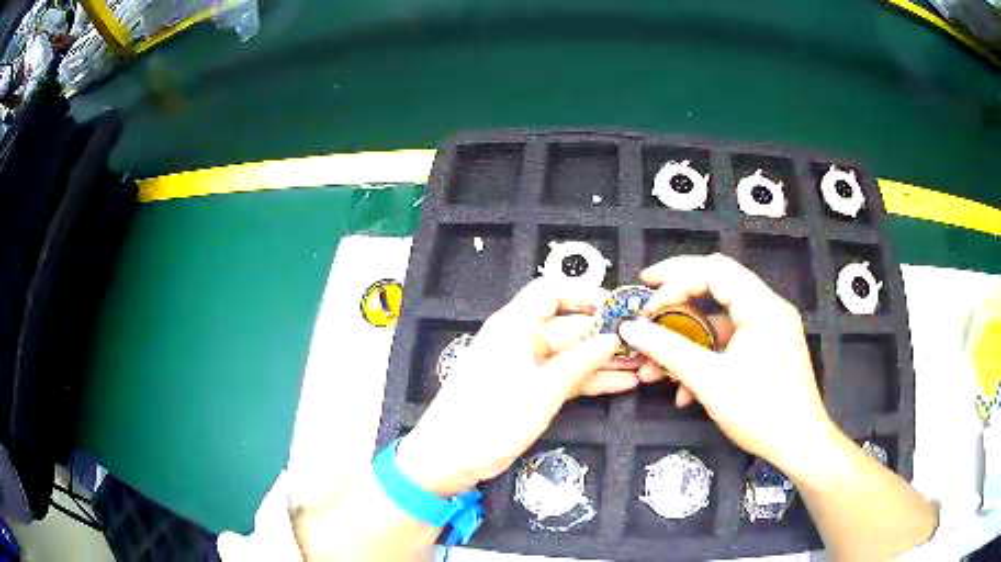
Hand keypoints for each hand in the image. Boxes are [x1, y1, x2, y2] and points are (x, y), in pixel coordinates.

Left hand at [397, 278, 639, 497]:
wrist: (449, 458)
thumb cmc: (491, 418)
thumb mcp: (542, 390)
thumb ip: (580, 362)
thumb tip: (611, 339)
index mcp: (514, 326)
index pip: (551, 292)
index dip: (584, 295)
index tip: (616, 309)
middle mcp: (520, 340)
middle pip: (567, 326)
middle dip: (604, 335)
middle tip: (642, 344)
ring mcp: (525, 368)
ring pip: (570, 355)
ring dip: (603, 361)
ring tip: (641, 365)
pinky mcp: (528, 392)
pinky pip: (564, 378)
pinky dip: (590, 381)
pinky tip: (621, 384)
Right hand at [618, 254, 835, 474]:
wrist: (798, 445)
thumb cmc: (759, 409)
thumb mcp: (709, 380)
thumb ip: (667, 349)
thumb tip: (629, 329)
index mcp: (761, 305)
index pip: (713, 270)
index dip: (675, 282)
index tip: (647, 308)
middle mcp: (767, 309)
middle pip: (716, 288)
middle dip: (677, 300)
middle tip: (645, 306)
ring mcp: (768, 331)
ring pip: (719, 323)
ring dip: (686, 343)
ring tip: (654, 370)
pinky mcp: (766, 352)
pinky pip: (730, 345)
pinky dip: (705, 359)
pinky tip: (683, 392)